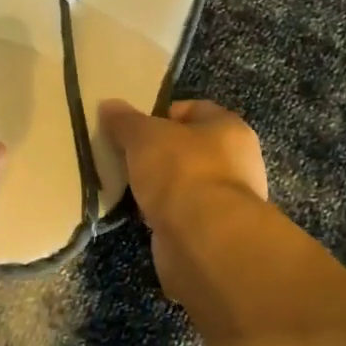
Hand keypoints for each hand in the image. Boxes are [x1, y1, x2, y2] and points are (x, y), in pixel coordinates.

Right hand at [98, 98, 267, 229]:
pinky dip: (164, 214)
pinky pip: (182, 213)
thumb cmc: (181, 172)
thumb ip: (125, 121)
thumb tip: (108, 105)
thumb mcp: (144, 136)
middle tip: (126, 156)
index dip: (162, 114)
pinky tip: (141, 214)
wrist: (204, 240)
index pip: (195, 109)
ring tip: (128, 186)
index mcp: (230, 128)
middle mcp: (237, 162)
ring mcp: (228, 200)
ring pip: (185, 183)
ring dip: (160, 186)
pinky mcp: (214, 233)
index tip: (133, 127)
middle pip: (189, 148)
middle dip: (158, 152)